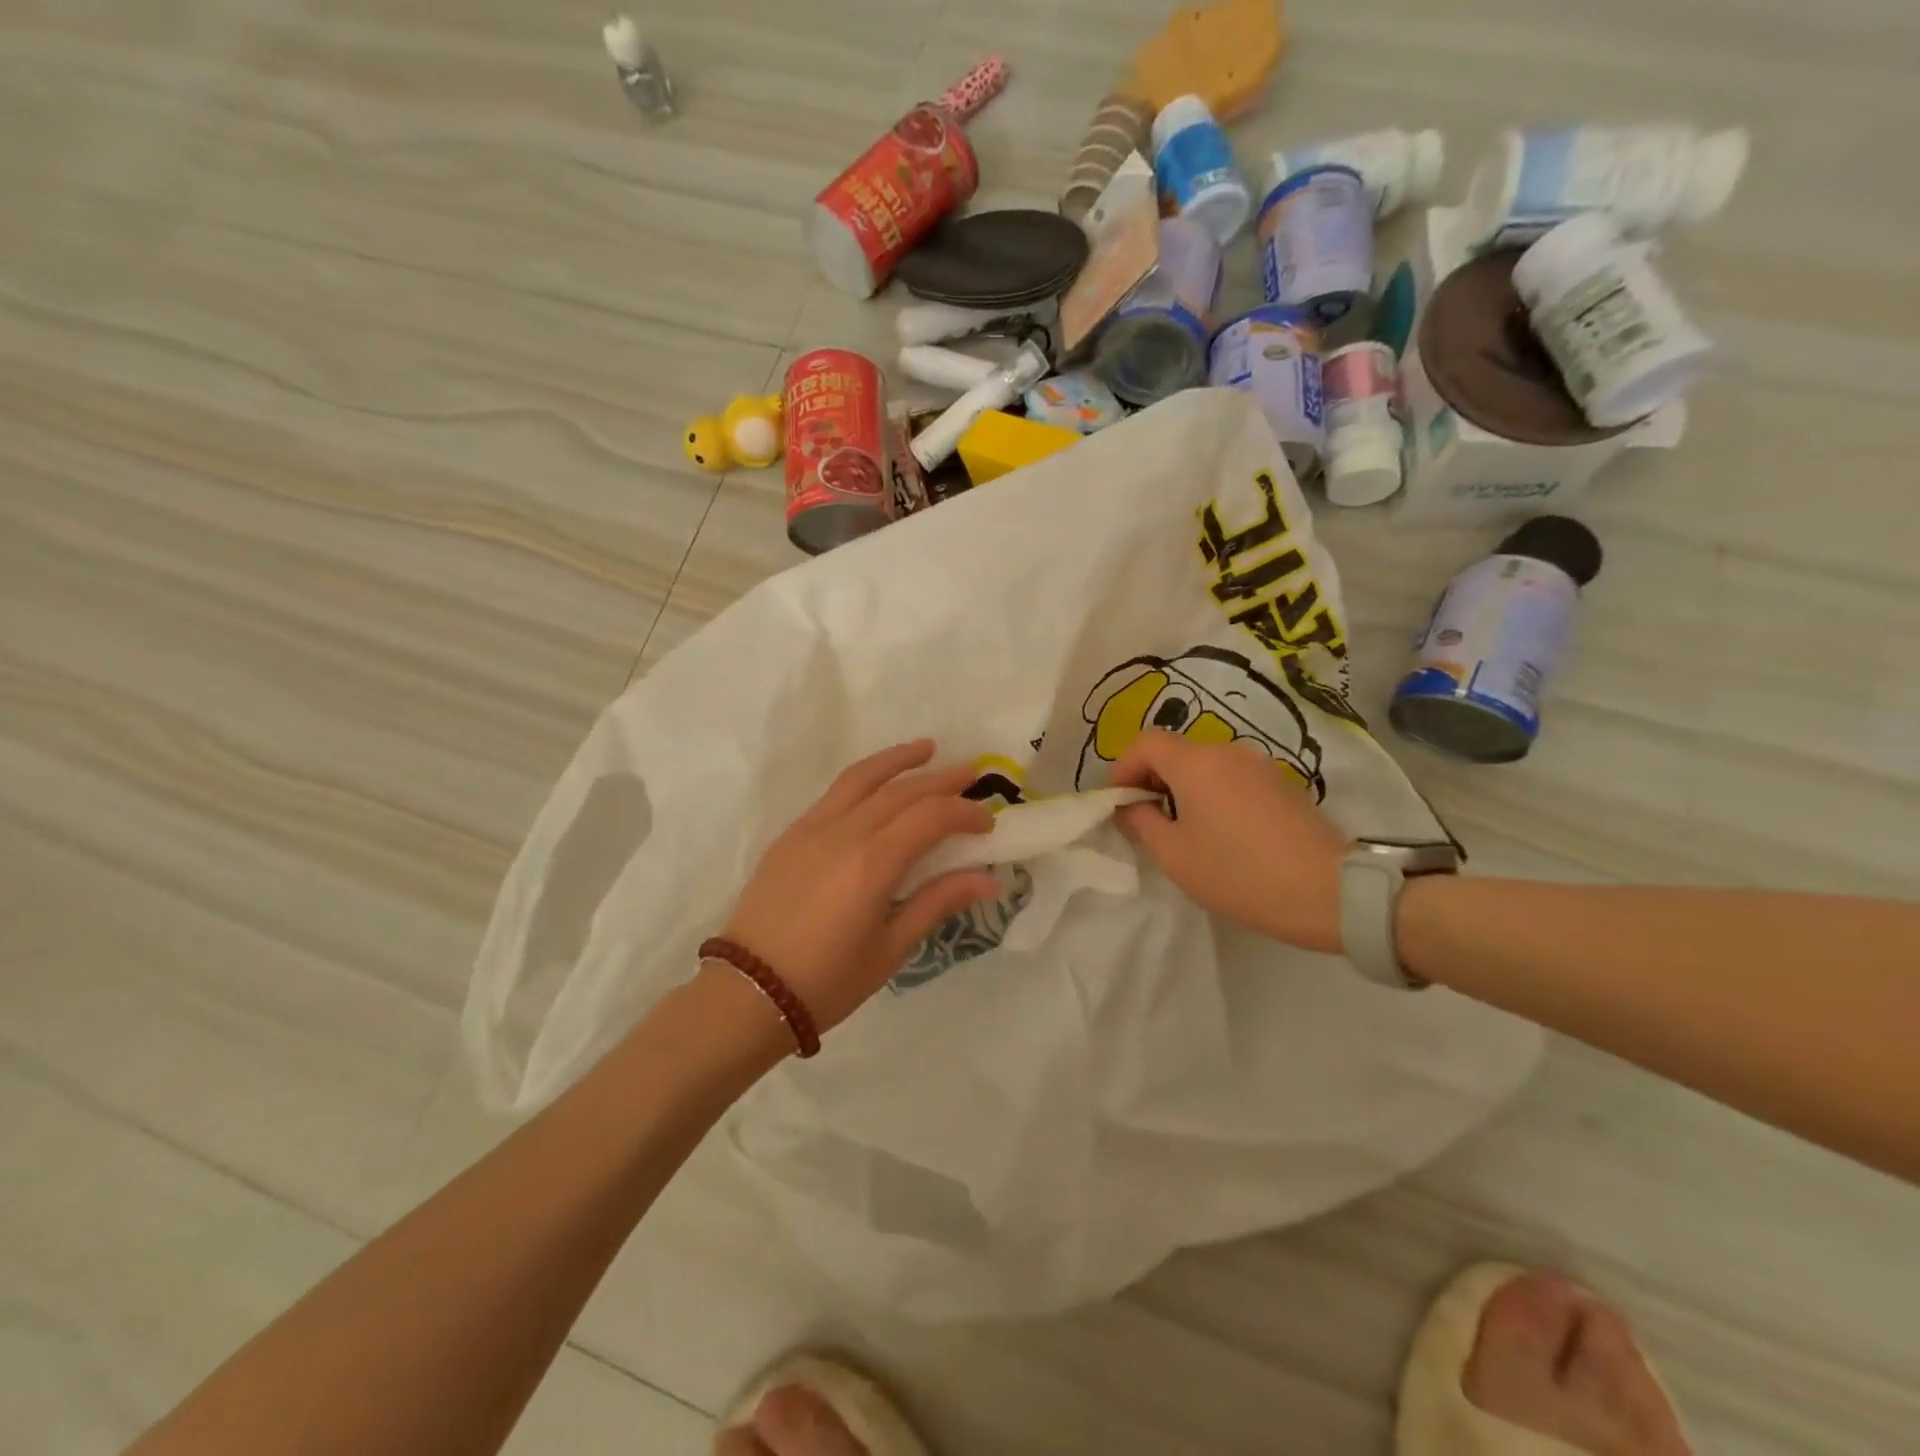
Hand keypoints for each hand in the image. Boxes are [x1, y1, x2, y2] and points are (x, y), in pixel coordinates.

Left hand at [718, 740, 997, 1034]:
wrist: (750, 992)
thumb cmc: (828, 980)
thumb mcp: (891, 948)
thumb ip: (937, 903)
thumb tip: (988, 880)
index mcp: (873, 864)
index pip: (930, 817)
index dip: (964, 813)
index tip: (987, 823)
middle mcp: (844, 833)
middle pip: (901, 791)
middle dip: (940, 780)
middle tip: (971, 773)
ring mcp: (812, 828)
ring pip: (862, 778)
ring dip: (898, 760)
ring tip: (926, 748)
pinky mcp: (792, 834)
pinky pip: (835, 793)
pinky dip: (864, 778)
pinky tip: (878, 784)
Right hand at [1112, 730, 1348, 952]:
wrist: (1329, 891)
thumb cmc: (1239, 873)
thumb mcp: (1174, 855)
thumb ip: (1141, 822)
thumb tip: (1129, 806)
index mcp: (1196, 762)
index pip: (1144, 743)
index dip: (1122, 768)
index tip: (1117, 803)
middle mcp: (1227, 751)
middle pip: (1174, 751)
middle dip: (1151, 779)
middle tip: (1145, 820)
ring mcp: (1259, 765)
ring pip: (1204, 764)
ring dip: (1182, 788)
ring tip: (1182, 829)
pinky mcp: (1281, 783)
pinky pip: (1231, 777)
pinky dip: (1212, 793)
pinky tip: (1220, 832)